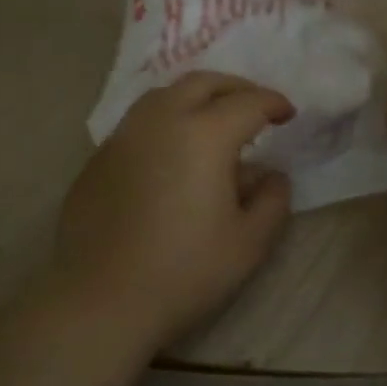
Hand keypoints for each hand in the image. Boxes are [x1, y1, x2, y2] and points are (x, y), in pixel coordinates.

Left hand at [51, 73, 294, 353]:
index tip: (288, 114)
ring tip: (213, 122)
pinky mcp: (98, 159)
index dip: (273, 103)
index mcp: (203, 135)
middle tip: (255, 106)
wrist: (101, 302)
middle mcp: (160, 121)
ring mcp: (122, 137)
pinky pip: (138, 124)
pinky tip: (172, 155)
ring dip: (196, 98)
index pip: (247, 102)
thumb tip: (273, 175)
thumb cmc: (185, 272)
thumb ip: (272, 200)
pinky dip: (165, 122)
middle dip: (235, 87)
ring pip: (163, 96)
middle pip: (202, 83)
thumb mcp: (249, 243)